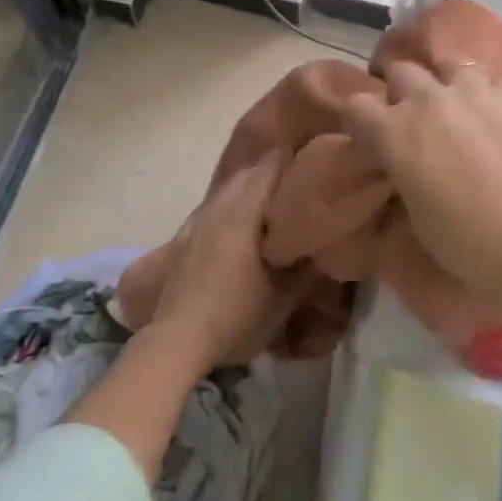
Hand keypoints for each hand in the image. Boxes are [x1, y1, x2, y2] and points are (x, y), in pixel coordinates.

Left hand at [151, 153, 298, 369]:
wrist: (179, 340)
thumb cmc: (237, 313)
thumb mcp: (285, 294)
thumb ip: (307, 264)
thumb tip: (322, 241)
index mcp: (246, 209)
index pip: (272, 164)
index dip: (294, 160)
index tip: (314, 165)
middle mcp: (221, 205)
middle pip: (249, 173)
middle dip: (272, 175)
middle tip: (297, 190)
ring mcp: (198, 221)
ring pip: (229, 190)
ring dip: (249, 192)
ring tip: (270, 210)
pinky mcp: (184, 240)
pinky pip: (214, 209)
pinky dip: (231, 210)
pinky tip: (239, 233)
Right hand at [340, 61, 501, 309]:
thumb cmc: (473, 246)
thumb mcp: (419, 224)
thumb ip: (403, 183)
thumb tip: (403, 172)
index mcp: (395, 132)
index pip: (356, 106)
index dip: (360, 121)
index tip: (369, 138)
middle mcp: (430, 99)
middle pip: (401, 72)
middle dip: (400, 92)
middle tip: (411, 118)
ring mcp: (476, 89)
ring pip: (447, 66)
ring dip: (444, 83)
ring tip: (455, 107)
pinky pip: (489, 79)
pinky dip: (483, 93)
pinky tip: (495, 114)